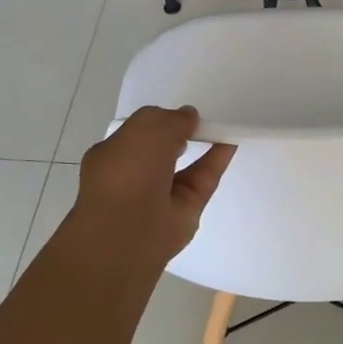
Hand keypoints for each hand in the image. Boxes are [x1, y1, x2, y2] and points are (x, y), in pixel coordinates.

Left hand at [73, 106, 234, 264]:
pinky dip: (216, 161)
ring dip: (202, 146)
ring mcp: (159, 195)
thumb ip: (172, 118)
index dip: (159, 121)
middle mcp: (134, 175)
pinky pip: (203, 179)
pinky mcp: (185, 210)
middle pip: (161, 151)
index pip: (136, 134)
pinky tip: (231, 143)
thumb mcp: (147, 127)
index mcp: (112, 155)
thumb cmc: (128, 170)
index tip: (179, 114)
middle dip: (180, 135)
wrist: (130, 229)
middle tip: (201, 121)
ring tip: (221, 128)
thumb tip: (189, 117)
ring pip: (185, 166)